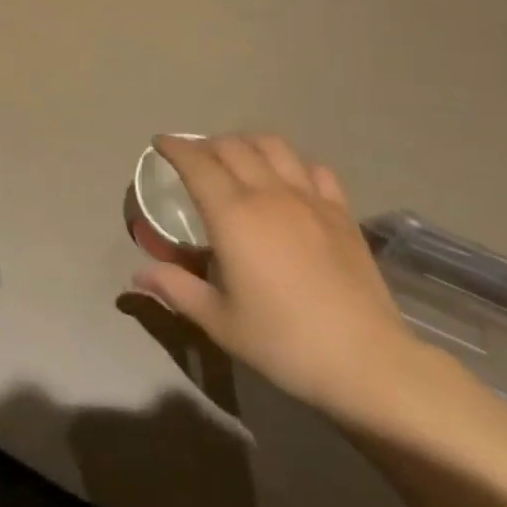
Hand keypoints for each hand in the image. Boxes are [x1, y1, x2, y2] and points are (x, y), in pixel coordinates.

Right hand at [132, 133, 417, 426]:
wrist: (368, 363)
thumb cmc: (284, 342)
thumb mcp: (219, 321)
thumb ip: (176, 288)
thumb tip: (138, 274)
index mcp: (233, 214)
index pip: (196, 162)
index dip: (174, 147)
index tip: (160, 144)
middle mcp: (268, 193)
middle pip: (231, 146)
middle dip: (206, 144)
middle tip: (194, 158)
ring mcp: (309, 199)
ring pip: (273, 146)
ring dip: (247, 143)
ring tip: (238, 158)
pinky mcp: (341, 213)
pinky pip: (314, 168)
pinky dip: (294, 163)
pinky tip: (289, 179)